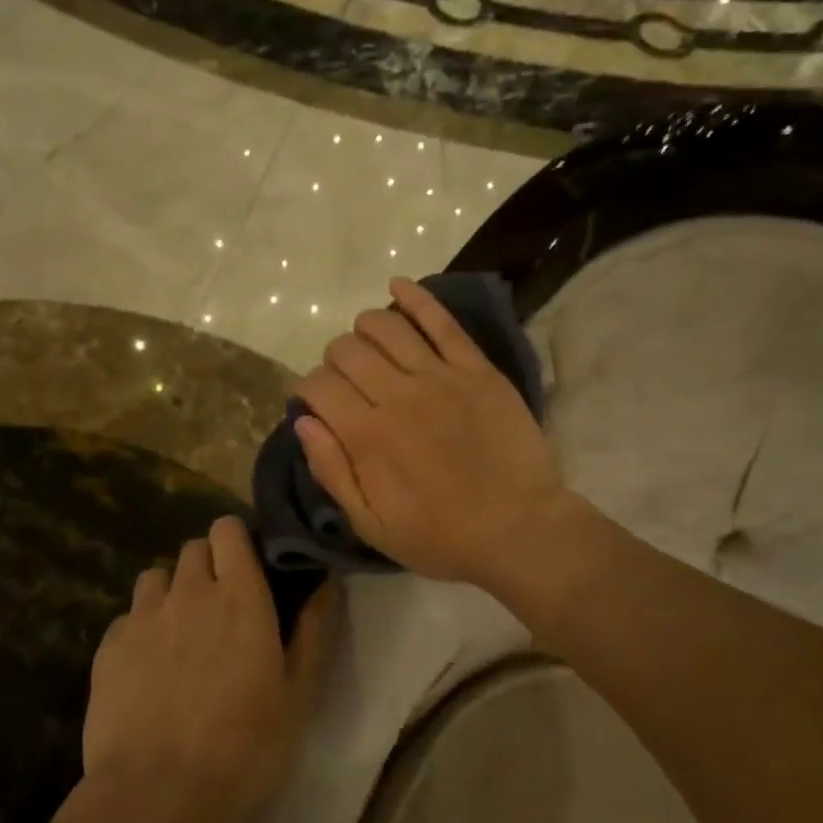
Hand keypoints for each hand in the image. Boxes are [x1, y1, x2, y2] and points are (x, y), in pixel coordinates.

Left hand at [84, 517, 336, 822]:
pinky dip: (141, 629)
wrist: (158, 795)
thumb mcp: (299, 693)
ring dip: (172, 592)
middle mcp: (188, 592)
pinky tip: (148, 668)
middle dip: (208, 565)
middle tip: (222, 606)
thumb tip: (326, 582)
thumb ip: (314, 629)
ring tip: (182, 633)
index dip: (237, 540)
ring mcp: (142, 617)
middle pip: (193, 549)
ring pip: (156, 578)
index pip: (228, 529)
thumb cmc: (245, 745)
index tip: (250, 566)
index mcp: (239, 595)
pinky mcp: (108, 648)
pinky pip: (127, 617)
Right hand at [293, 277, 573, 590]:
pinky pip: (441, 321)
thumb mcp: (371, 525)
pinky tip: (397, 285)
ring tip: (366, 343)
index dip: (307, 388)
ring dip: (364, 327)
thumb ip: (332, 471)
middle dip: (334, 360)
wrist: (519, 530)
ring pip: (385, 326)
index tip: (315, 402)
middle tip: (345, 381)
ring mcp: (440, 376)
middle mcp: (397, 395)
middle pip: (347, 350)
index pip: (318, 385)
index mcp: (367, 436)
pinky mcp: (476, 369)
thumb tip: (303, 421)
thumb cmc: (441, 536)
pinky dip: (415, 297)